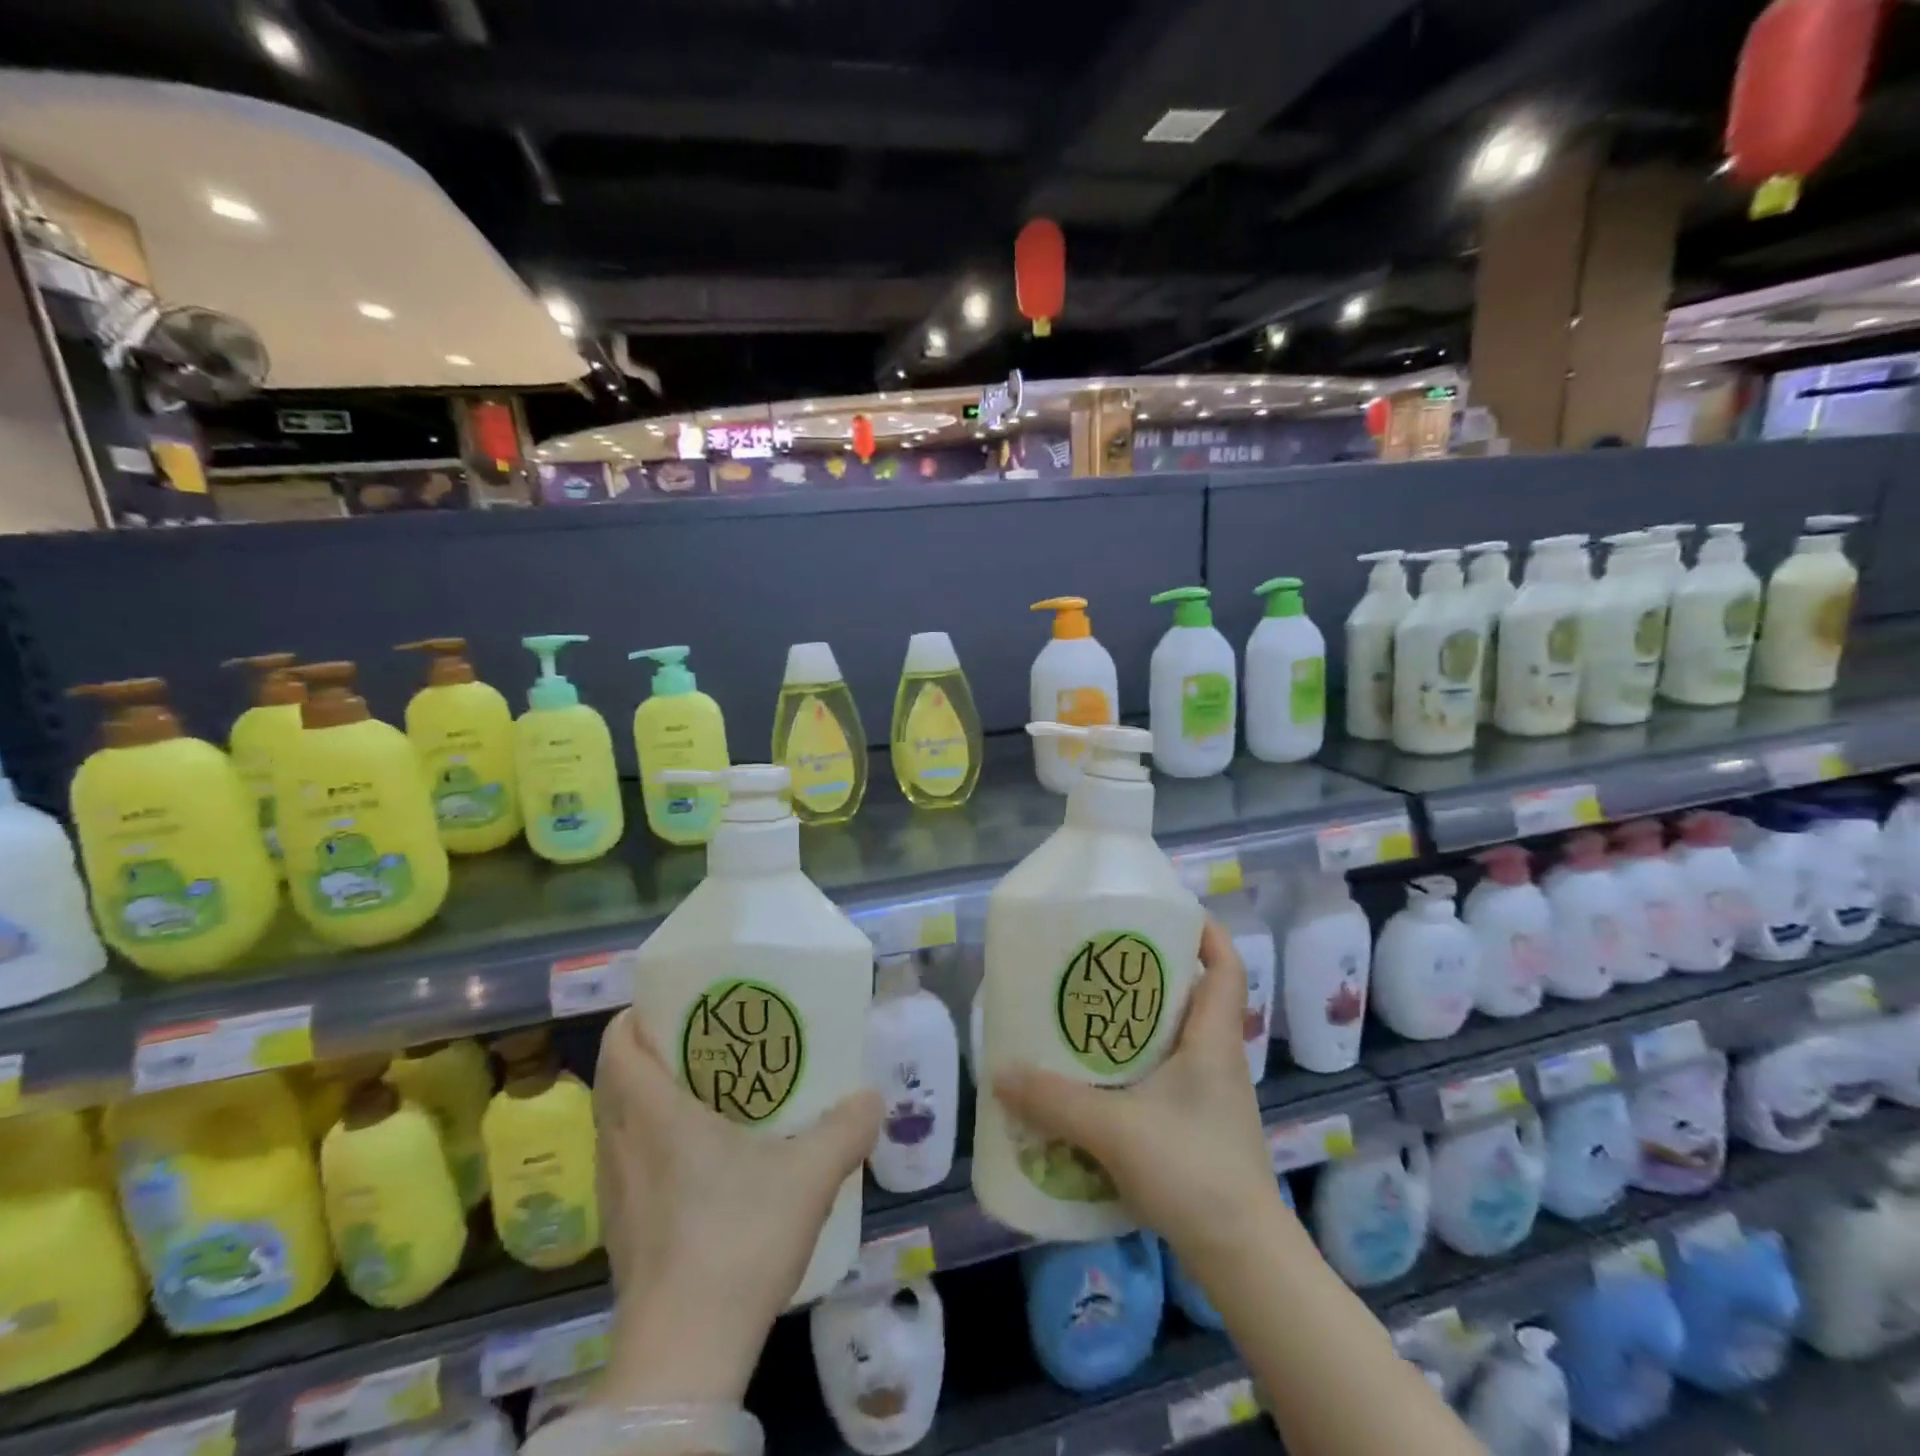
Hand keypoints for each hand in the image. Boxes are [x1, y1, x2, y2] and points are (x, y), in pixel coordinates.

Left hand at [593, 1008, 881, 1405]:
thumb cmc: (737, 1242)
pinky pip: (626, 1160)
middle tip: (707, 1040)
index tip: (681, 1004)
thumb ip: (845, 1129)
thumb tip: (872, 1097)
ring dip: (650, 1095)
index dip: (640, 1013)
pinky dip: (650, 1141)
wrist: (683, 1357)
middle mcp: (622, 1144)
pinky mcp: (619, 1229)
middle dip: (654, 1049)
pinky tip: (699, 1160)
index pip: (619, 1041)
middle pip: (616, 1075)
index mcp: (655, 1114)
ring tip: (707, 1091)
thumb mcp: (808, 1177)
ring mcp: (615, 1190)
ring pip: (618, 1119)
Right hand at [993, 919, 1285, 1270]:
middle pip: (1192, 994)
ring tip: (1088, 1011)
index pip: (1225, 967)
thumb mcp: (1115, 1131)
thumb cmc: (1193, 1172)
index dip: (1205, 931)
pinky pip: (1166, 1072)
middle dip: (1150, 972)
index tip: (1165, 913)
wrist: (1244, 1257)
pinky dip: (1136, 1062)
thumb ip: (1055, 1101)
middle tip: (1100, 960)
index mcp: (1212, 1039)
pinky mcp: (1199, 1123)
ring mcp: (1211, 1093)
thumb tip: (1001, 1073)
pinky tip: (1099, 1077)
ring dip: (1139, 1020)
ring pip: (1175, 1036)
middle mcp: (1217, 1056)